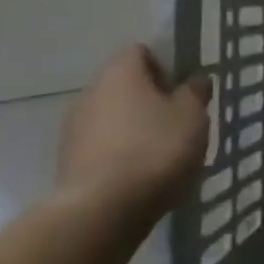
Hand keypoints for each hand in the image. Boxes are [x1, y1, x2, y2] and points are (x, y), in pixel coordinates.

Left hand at [57, 45, 210, 225]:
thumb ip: (195, 92)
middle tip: (180, 120)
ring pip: (113, 118)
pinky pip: (103, 147)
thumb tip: (195, 79)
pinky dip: (122, 154)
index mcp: (120, 72)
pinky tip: (142, 175)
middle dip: (151, 99)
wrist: (101, 212)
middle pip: (125, 86)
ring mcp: (74, 130)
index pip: (141, 51)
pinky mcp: (68, 163)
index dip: (165, 64)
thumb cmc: (155, 149)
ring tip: (164, 153)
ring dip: (135, 128)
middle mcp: (90, 93)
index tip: (184, 87)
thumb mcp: (192, 115)